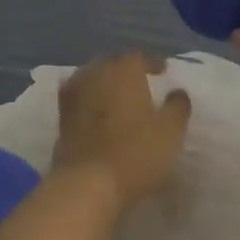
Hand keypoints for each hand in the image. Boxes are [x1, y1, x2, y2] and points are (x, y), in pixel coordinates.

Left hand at [53, 52, 191, 203]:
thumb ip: (178, 106)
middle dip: (126, 69)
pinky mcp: (61, 115)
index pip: (138, 57)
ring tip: (117, 94)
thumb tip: (178, 92)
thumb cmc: (135, 152)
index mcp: (124, 70)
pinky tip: (94, 108)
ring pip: (92, 76)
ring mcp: (75, 93)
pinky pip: (78, 95)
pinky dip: (88, 97)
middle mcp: (96, 73)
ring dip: (104, 81)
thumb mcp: (170, 131)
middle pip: (112, 63)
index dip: (151, 63)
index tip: (162, 71)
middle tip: (139, 81)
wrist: (86, 182)